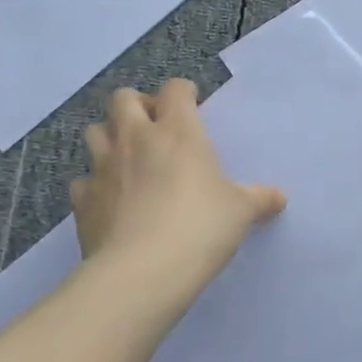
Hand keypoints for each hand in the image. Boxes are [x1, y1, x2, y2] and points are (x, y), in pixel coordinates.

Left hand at [71, 81, 285, 291]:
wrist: (142, 271)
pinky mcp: (82, 200)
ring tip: (129, 158)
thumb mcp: (241, 211)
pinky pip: (83, 179)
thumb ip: (259, 199)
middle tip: (155, 127)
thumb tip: (278, 198)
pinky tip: (110, 199)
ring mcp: (103, 168)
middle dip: (138, 105)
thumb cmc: (201, 227)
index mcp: (179, 132)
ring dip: (111, 137)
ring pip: (95, 131)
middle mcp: (136, 139)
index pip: (175, 90)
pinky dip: (95, 183)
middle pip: (124, 99)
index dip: (184, 92)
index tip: (193, 105)